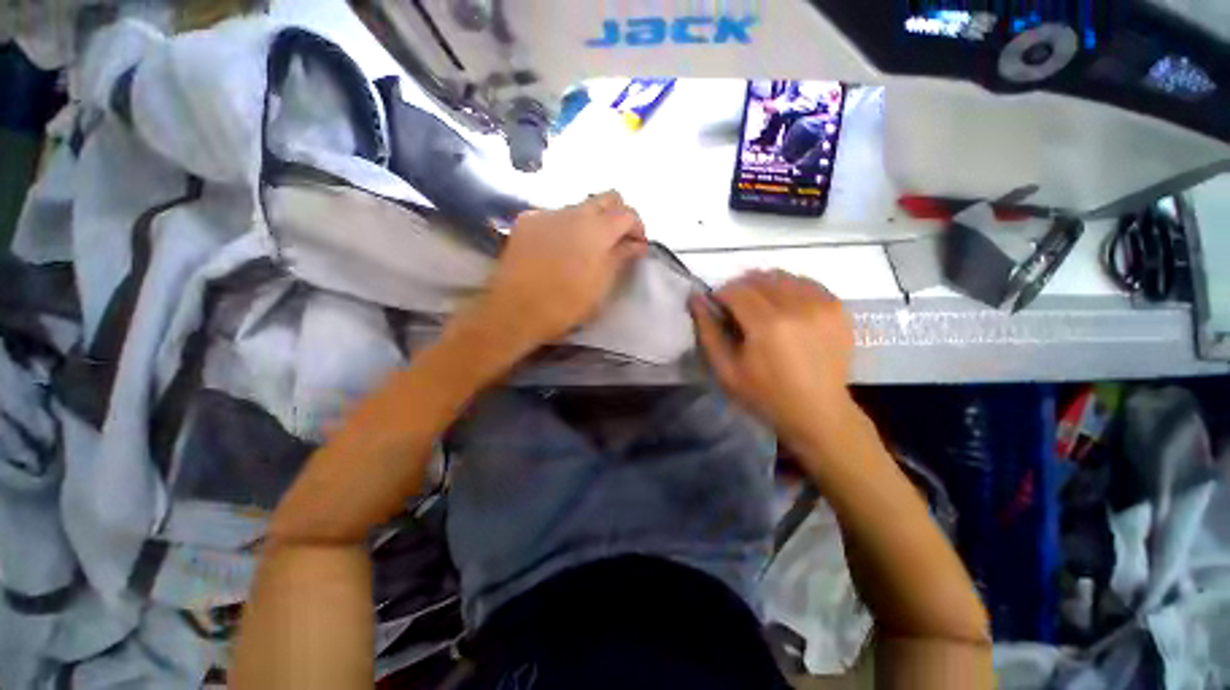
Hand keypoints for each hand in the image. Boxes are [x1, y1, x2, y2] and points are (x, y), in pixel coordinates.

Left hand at [475, 191, 646, 350]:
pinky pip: (554, 216)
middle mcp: (573, 212)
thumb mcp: (601, 284)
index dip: (638, 228)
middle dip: (618, 215)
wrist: (515, 310)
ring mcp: (547, 213)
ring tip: (587, 249)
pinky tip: (559, 249)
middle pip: (606, 198)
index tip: (638, 246)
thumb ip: (621, 257)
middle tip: (618, 241)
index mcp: (597, 229)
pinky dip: (565, 227)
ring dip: (591, 222)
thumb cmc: (566, 304)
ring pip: (579, 207)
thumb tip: (637, 244)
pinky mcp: (527, 221)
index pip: (627, 213)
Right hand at [689, 270, 854, 444]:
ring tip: (759, 307)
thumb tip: (696, 298)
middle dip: (740, 287)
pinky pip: (806, 282)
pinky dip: (788, 288)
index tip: (717, 308)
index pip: (736, 289)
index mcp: (767, 325)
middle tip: (736, 309)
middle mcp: (797, 306)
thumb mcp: (725, 369)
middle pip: (759, 277)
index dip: (720, 294)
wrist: (818, 412)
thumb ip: (708, 330)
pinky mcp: (838, 307)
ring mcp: (822, 304)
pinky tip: (784, 307)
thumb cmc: (764, 395)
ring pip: (782, 275)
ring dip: (764, 285)